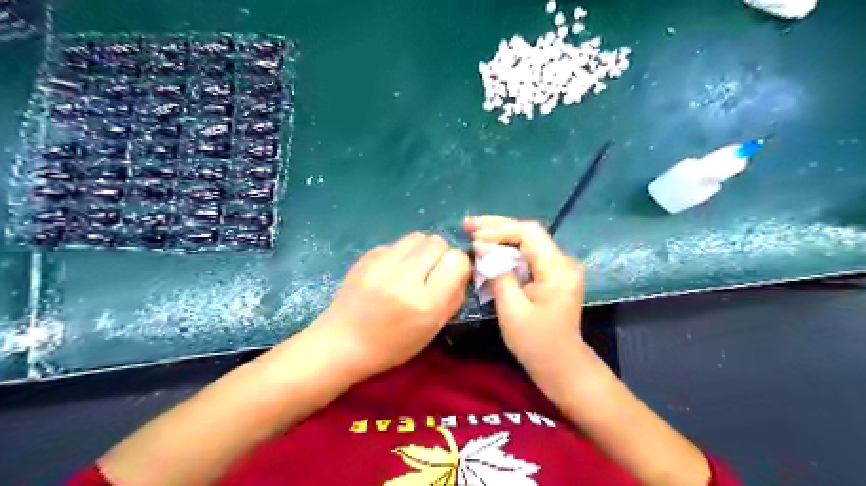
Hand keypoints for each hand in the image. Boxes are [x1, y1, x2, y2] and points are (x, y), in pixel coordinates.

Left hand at [315, 232, 470, 375]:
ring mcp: (382, 264)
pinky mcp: (366, 257)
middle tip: (432, 271)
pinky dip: (401, 253)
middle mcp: (404, 278)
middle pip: (438, 242)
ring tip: (414, 267)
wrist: (342, 342)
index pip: (456, 260)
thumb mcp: (432, 330)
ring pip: (418, 236)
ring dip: (423, 249)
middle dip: (442, 254)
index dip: (459, 265)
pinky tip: (392, 271)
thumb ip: (453, 298)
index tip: (452, 275)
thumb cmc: (392, 345)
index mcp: (425, 303)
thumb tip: (461, 271)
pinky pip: (396, 243)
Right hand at [464, 216, 585, 375]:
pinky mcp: (552, 275)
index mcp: (557, 269)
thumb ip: (497, 273)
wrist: (561, 365)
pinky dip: (507, 250)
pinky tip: (489, 249)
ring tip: (473, 233)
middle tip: (468, 224)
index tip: (474, 236)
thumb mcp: (511, 309)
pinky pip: (528, 255)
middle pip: (529, 233)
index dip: (499, 230)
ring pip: (527, 242)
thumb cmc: (535, 342)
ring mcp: (558, 267)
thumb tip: (481, 246)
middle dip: (497, 227)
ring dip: (500, 236)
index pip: (529, 234)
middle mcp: (562, 261)